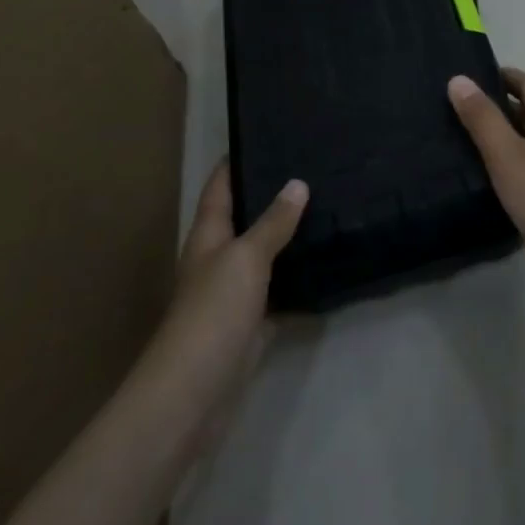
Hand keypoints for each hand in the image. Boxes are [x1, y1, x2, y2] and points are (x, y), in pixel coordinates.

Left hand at [132, 160, 306, 439]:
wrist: (195, 391)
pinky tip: (328, 260)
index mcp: (208, 236)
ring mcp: (236, 292)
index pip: (220, 186)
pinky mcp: (254, 321)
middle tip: (313, 165)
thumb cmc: (213, 313)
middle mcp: (219, 258)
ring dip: (289, 233)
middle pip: (245, 216)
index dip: (236, 160)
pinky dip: (300, 274)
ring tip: (328, 204)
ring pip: (266, 252)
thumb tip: (297, 183)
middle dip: (273, 193)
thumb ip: (273, 223)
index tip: (264, 132)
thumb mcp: (245, 258)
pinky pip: (280, 287)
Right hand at [448, 69, 524, 303]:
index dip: (505, 75)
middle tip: (459, 110)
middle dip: (499, 106)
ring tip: (464, 143)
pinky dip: (510, 166)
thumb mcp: (508, 155)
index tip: (472, 76)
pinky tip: (488, 182)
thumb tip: (459, 78)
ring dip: (503, 137)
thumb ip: (483, 119)